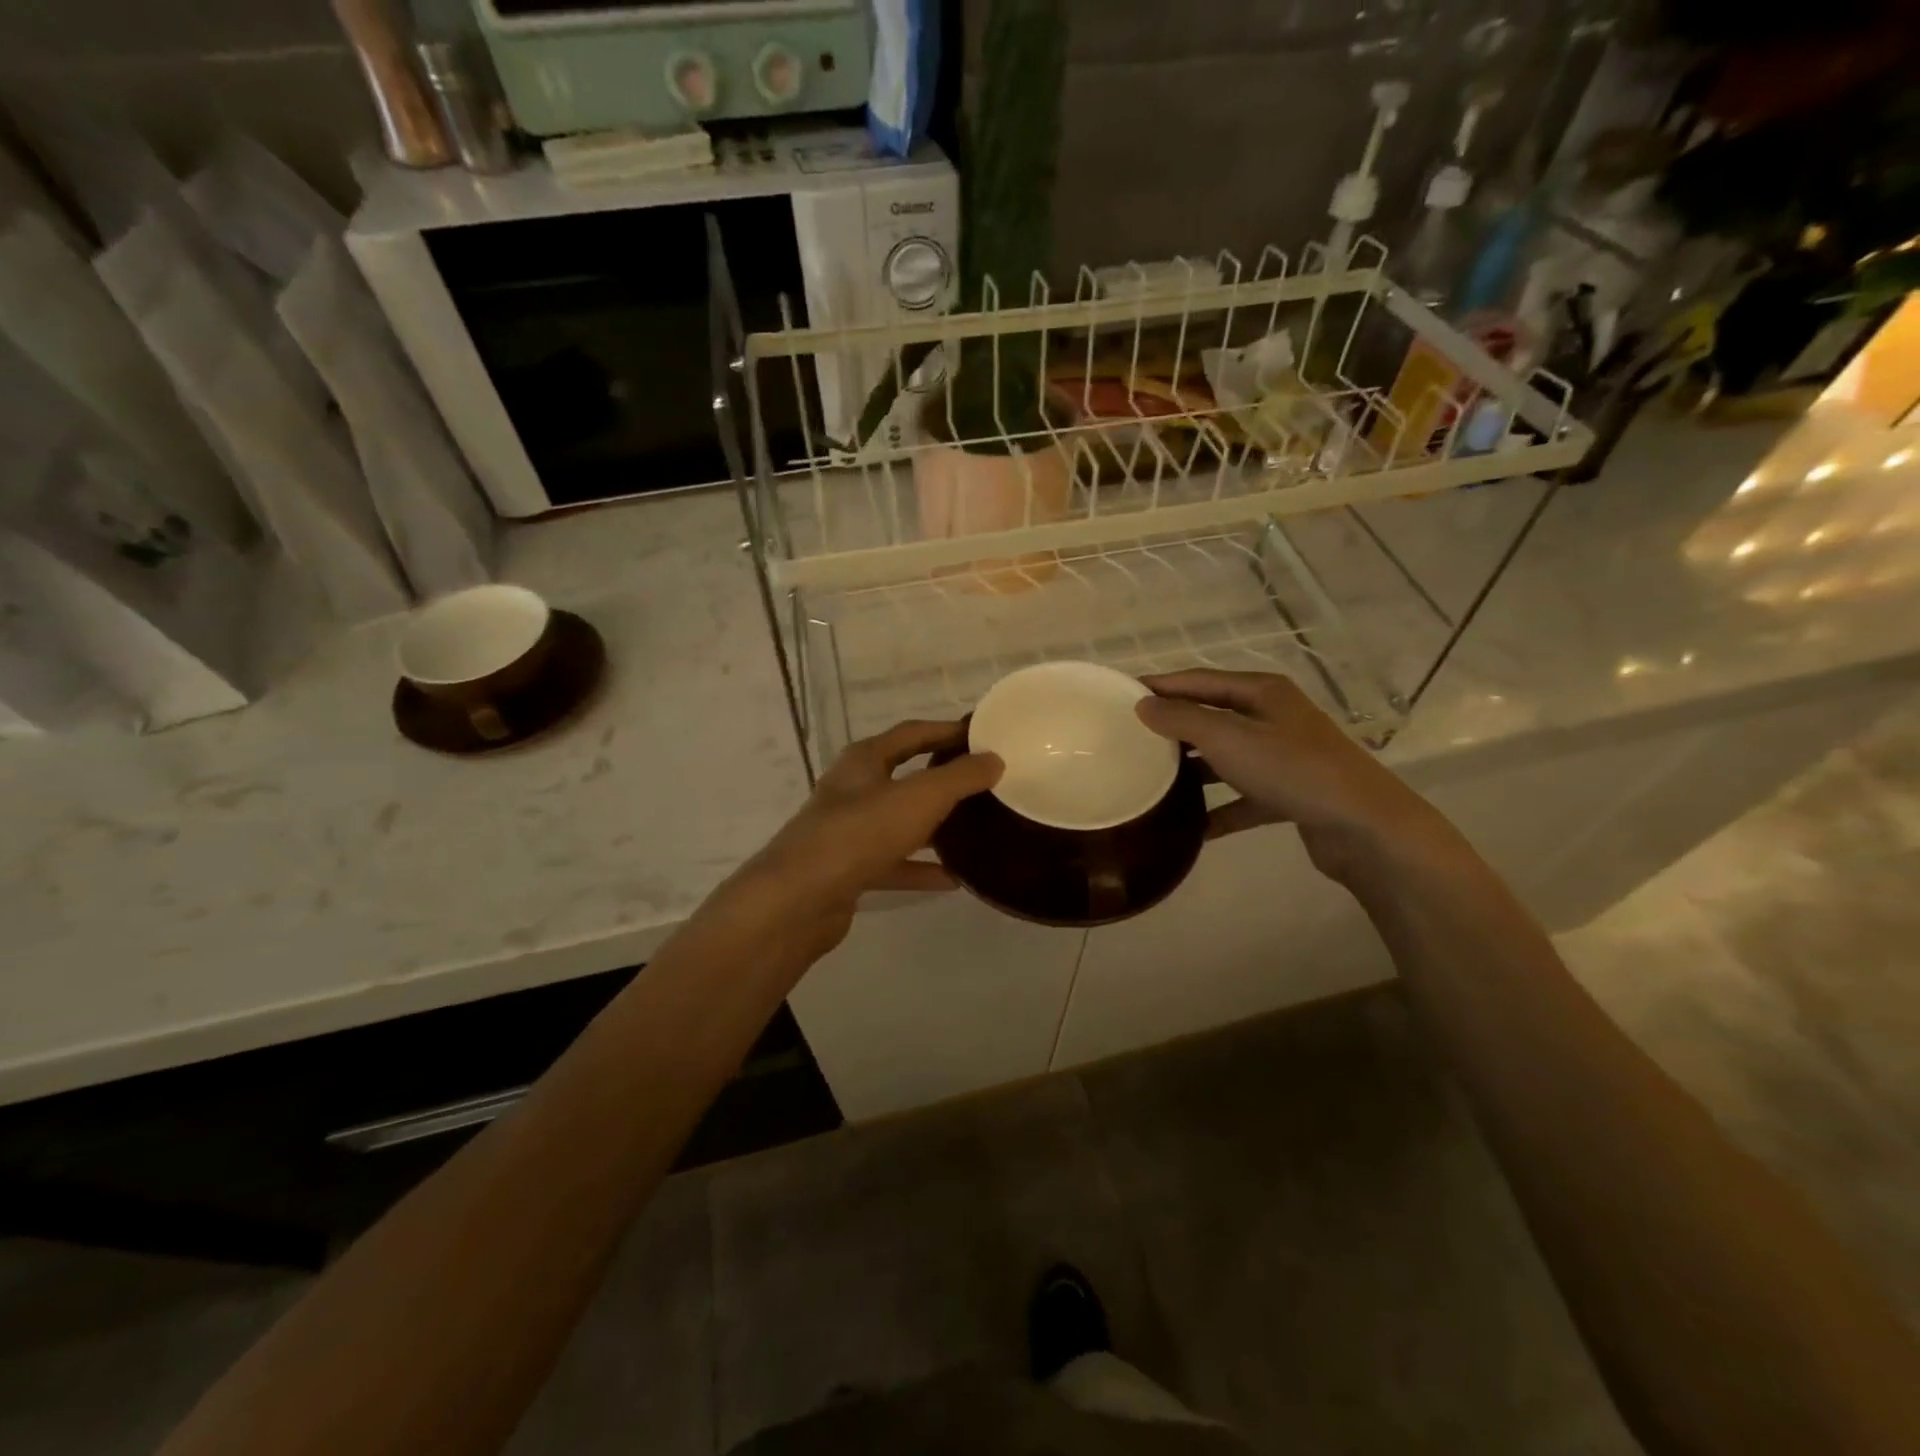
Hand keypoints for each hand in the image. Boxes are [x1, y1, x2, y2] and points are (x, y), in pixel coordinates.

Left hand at [711, 720, 1001, 962]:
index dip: (947, 730)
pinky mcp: (847, 869)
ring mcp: (847, 831)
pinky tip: (952, 879)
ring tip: (974, 830)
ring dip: (933, 826)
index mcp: (865, 760)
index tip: (983, 736)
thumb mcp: (920, 798)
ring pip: (899, 822)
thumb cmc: (861, 832)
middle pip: (905, 776)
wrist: (799, 898)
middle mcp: (853, 789)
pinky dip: (920, 868)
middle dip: (942, 779)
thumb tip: (994, 759)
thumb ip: (960, 777)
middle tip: (984, 783)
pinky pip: (892, 862)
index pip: (913, 733)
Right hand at [1136, 670, 1442, 882]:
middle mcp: (1273, 718)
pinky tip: (1191, 828)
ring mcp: (1283, 757)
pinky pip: (1242, 799)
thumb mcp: (1229, 738)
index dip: (1160, 685)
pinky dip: (1219, 810)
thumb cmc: (1292, 769)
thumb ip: (1182, 719)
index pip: (1199, 680)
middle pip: (1212, 717)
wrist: (1364, 826)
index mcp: (1261, 692)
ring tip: (1152, 781)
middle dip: (1173, 728)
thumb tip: (1143, 705)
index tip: (1121, 695)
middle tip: (1130, 740)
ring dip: (1193, 770)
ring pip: (1226, 758)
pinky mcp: (1289, 794)